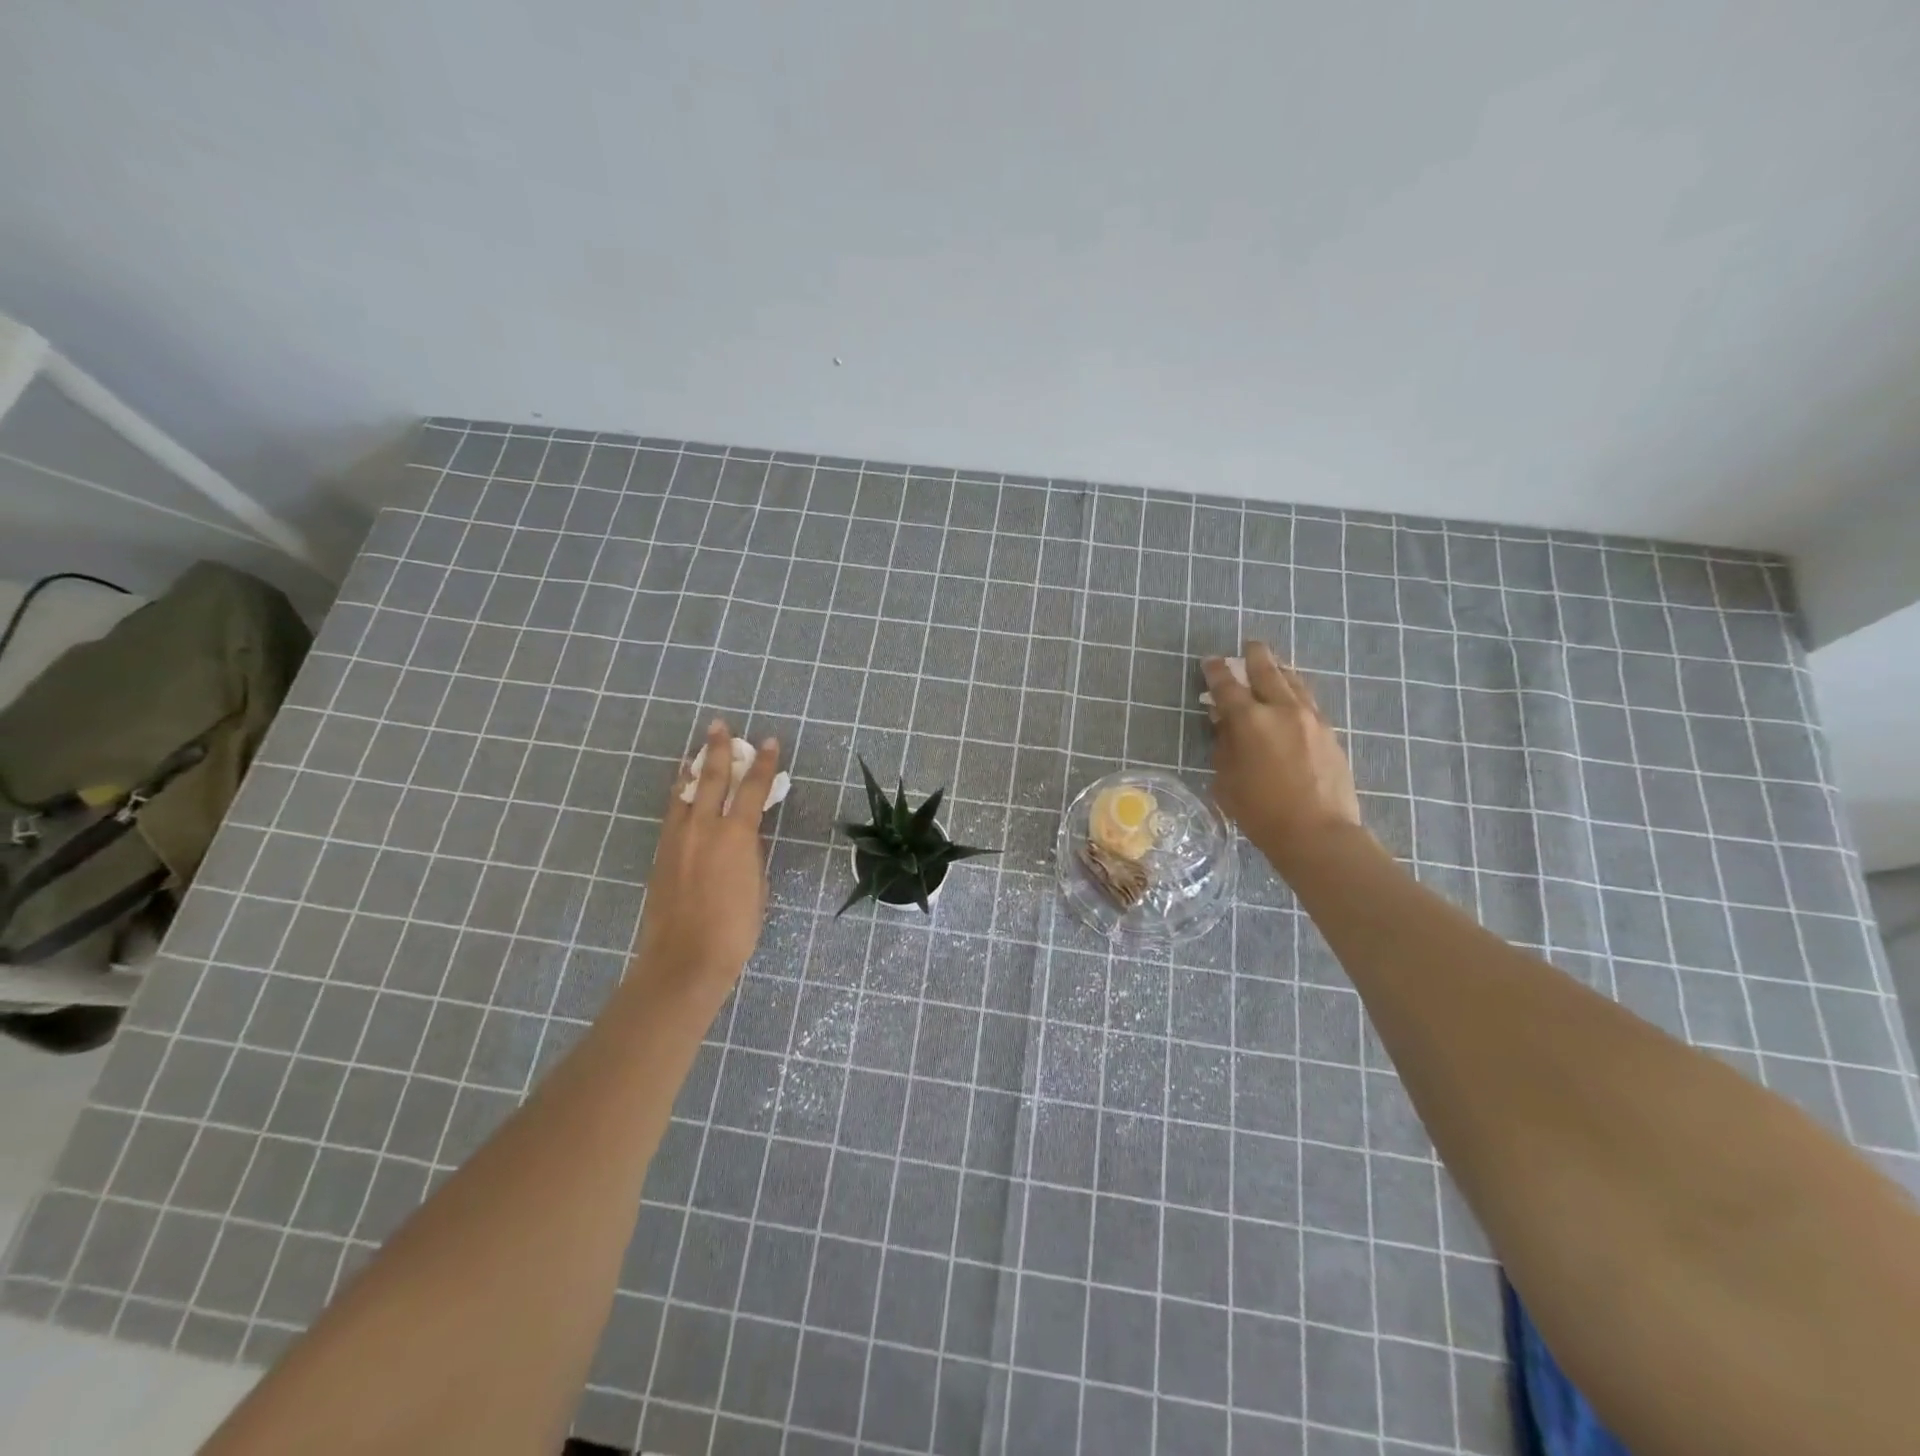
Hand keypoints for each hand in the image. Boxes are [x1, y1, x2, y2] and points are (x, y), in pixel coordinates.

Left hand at [631, 719, 780, 996]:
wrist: (684, 958)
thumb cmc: (734, 928)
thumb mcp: (757, 886)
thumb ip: (751, 855)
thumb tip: (744, 839)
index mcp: (735, 835)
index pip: (753, 789)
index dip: (764, 764)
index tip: (770, 743)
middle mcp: (704, 827)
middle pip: (711, 778)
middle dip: (718, 750)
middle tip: (720, 726)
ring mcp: (678, 839)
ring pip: (683, 792)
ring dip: (692, 768)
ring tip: (695, 751)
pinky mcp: (662, 854)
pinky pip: (672, 812)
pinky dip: (678, 794)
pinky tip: (680, 790)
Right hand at [1203, 642, 1366, 872]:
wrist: (1318, 833)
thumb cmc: (1260, 812)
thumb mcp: (1226, 780)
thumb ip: (1224, 745)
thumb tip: (1224, 723)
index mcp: (1249, 721)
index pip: (1227, 686)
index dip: (1216, 672)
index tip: (1210, 661)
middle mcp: (1281, 710)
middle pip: (1267, 671)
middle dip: (1255, 656)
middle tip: (1249, 645)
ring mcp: (1311, 719)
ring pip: (1294, 682)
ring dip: (1280, 669)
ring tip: (1274, 663)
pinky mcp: (1330, 733)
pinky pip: (1309, 701)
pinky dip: (1297, 690)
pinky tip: (1294, 695)